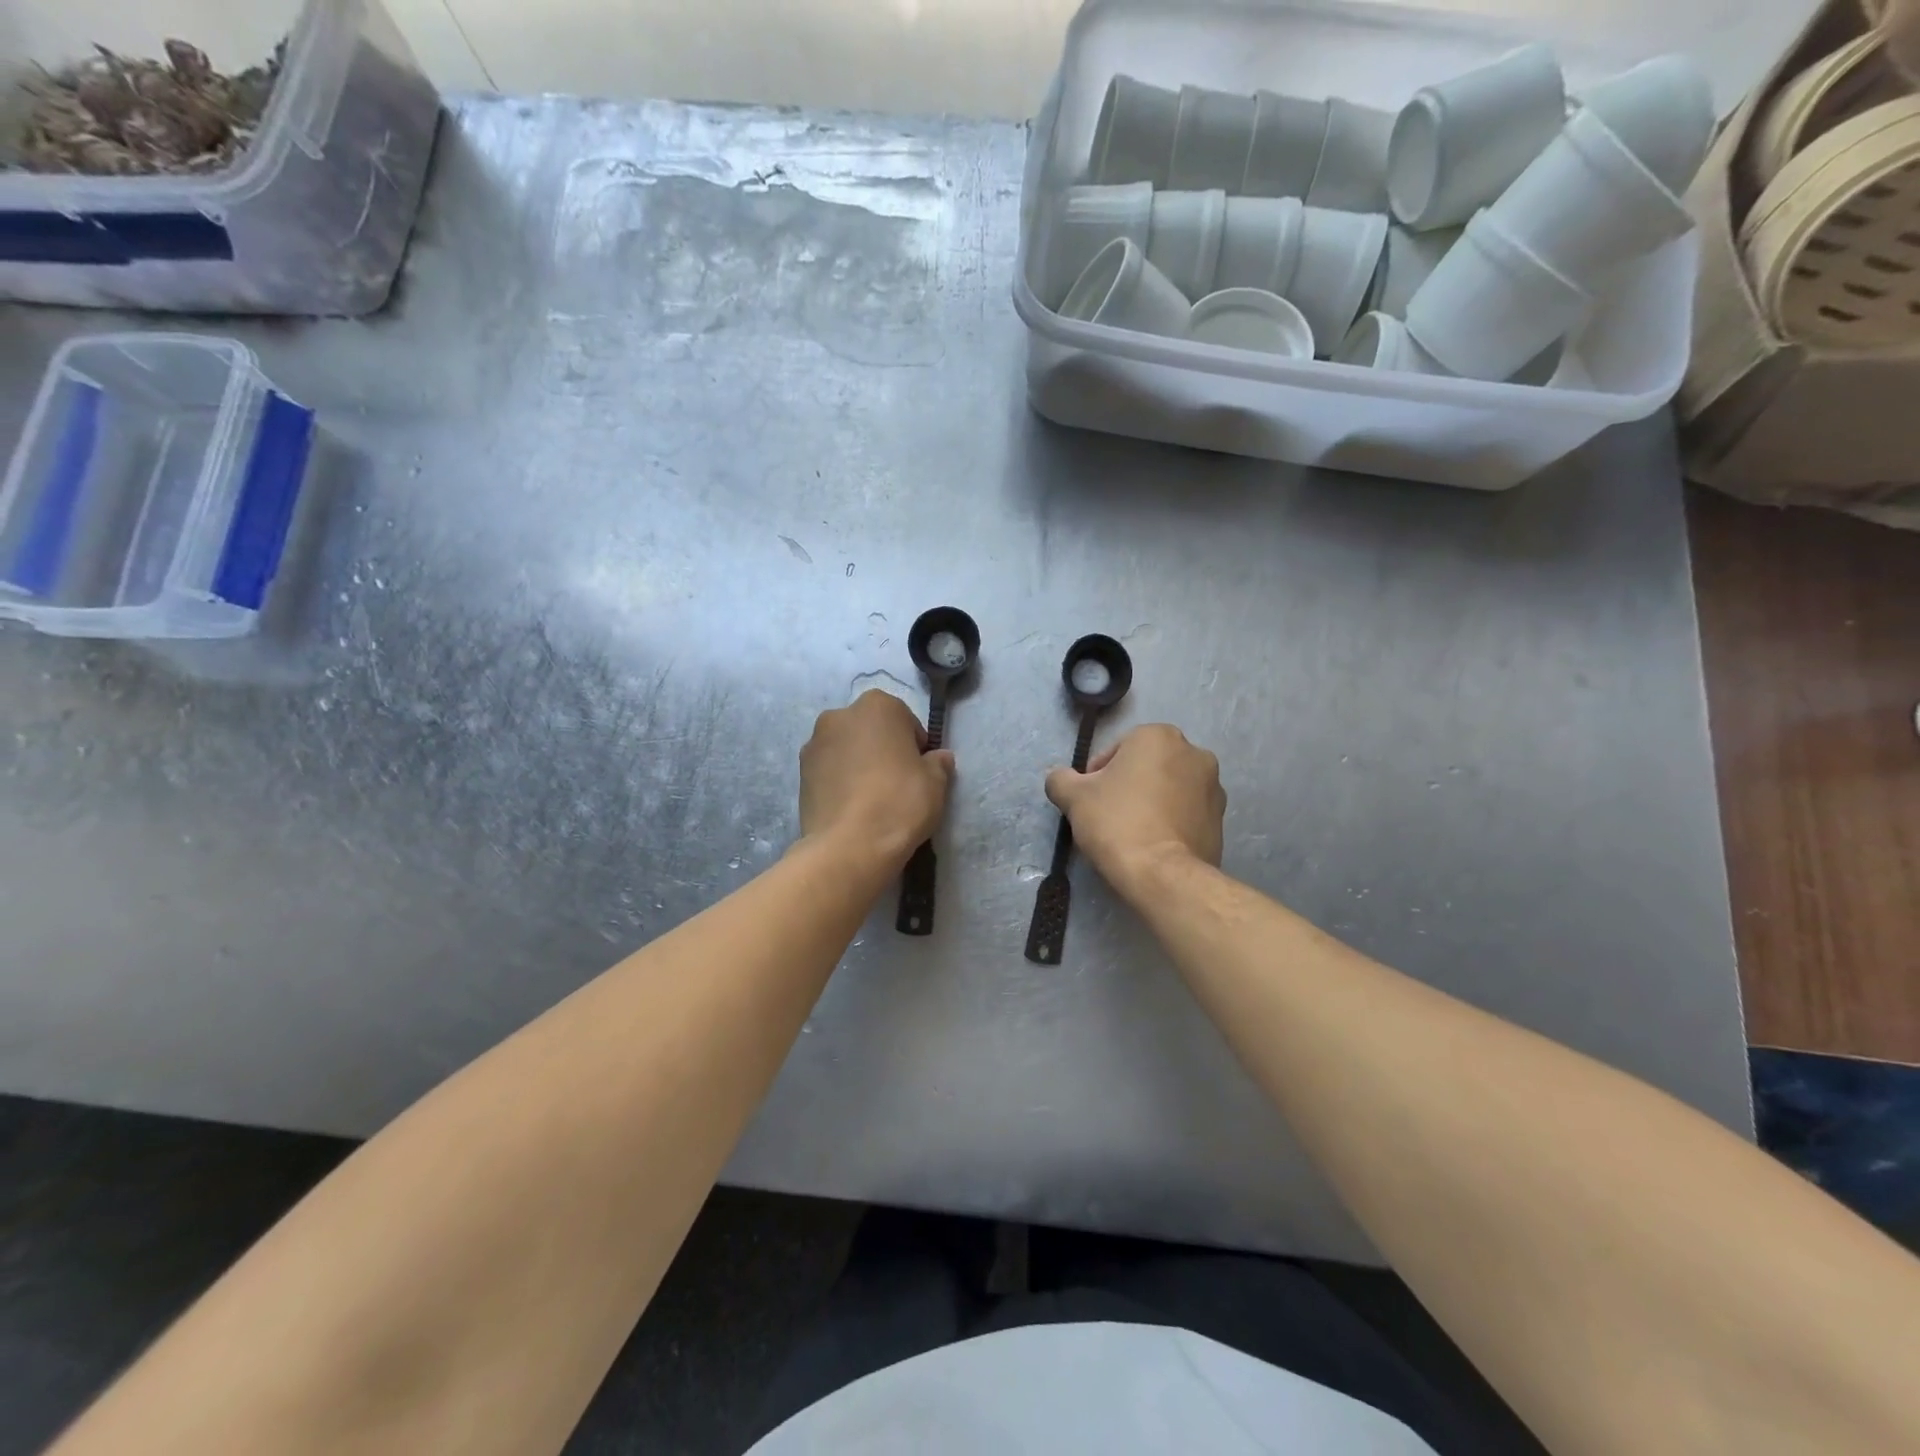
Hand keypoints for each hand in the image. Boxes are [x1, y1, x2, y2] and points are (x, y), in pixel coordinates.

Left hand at [799, 690, 954, 870]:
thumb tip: (938, 757)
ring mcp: (814, 743)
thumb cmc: (899, 802)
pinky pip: (828, 771)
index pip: (905, 720)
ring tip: (871, 799)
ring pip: (846, 749)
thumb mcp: (936, 782)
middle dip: (882, 750)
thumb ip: (938, 763)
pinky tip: (852, 808)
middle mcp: (839, 715)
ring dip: (858, 764)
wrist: (849, 846)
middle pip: (870, 730)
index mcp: (877, 705)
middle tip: (896, 783)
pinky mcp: (799, 773)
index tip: (919, 771)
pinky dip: (839, 782)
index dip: (915, 746)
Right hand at [1046, 724, 1224, 897]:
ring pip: (1169, 789)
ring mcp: (1214, 788)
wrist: (1163, 874)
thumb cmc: (1117, 822)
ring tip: (1132, 833)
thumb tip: (1059, 778)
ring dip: (1152, 803)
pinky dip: (1170, 823)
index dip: (1097, 775)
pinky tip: (1153, 845)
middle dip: (1128, 786)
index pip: (1117, 750)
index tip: (1089, 801)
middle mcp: (1194, 753)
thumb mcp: (1074, 797)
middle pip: (1147, 767)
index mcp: (1159, 736)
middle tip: (1108, 816)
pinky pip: (1186, 814)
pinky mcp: (1221, 820)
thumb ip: (1060, 779)